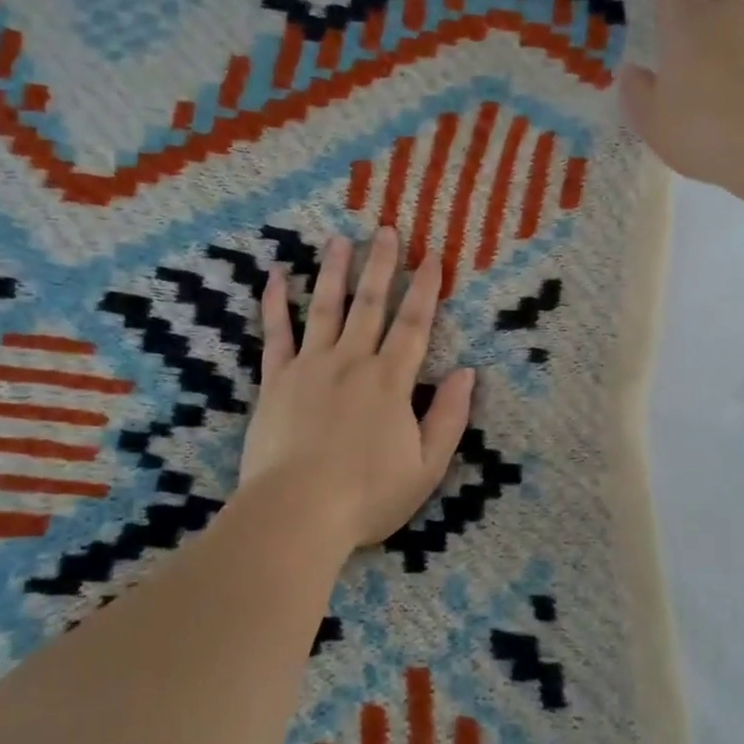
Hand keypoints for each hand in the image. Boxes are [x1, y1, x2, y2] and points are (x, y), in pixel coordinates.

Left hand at [238, 227, 476, 552]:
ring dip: (334, 271)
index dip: (426, 289)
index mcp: (390, 380)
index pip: (414, 324)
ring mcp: (310, 366)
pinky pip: (276, 333)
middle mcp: (352, 361)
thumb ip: (449, 417)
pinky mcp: (275, 380)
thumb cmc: (367, 496)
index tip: (432, 257)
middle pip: (370, 304)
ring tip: (339, 239)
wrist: (296, 513)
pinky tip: (276, 275)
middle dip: (381, 265)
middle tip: (386, 230)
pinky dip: (276, 303)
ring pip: (325, 307)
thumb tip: (468, 372)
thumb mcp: (426, 466)